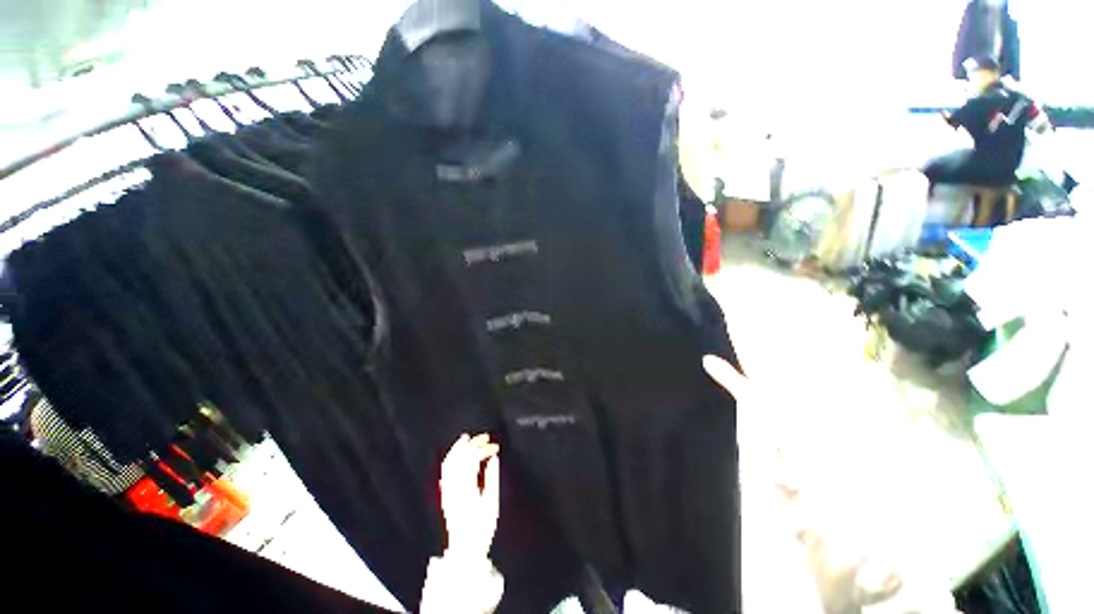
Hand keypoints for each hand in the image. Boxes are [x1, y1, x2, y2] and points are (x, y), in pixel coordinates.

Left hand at [440, 433, 499, 560]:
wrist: (464, 548)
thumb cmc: (481, 527)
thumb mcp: (492, 502)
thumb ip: (492, 477)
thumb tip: (493, 458)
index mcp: (467, 487)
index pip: (473, 459)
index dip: (484, 449)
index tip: (494, 446)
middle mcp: (454, 487)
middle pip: (460, 458)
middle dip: (472, 444)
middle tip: (484, 437)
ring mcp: (447, 490)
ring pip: (449, 463)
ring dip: (458, 448)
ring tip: (465, 438)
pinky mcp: (445, 495)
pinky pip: (445, 472)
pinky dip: (450, 459)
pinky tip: (455, 455)